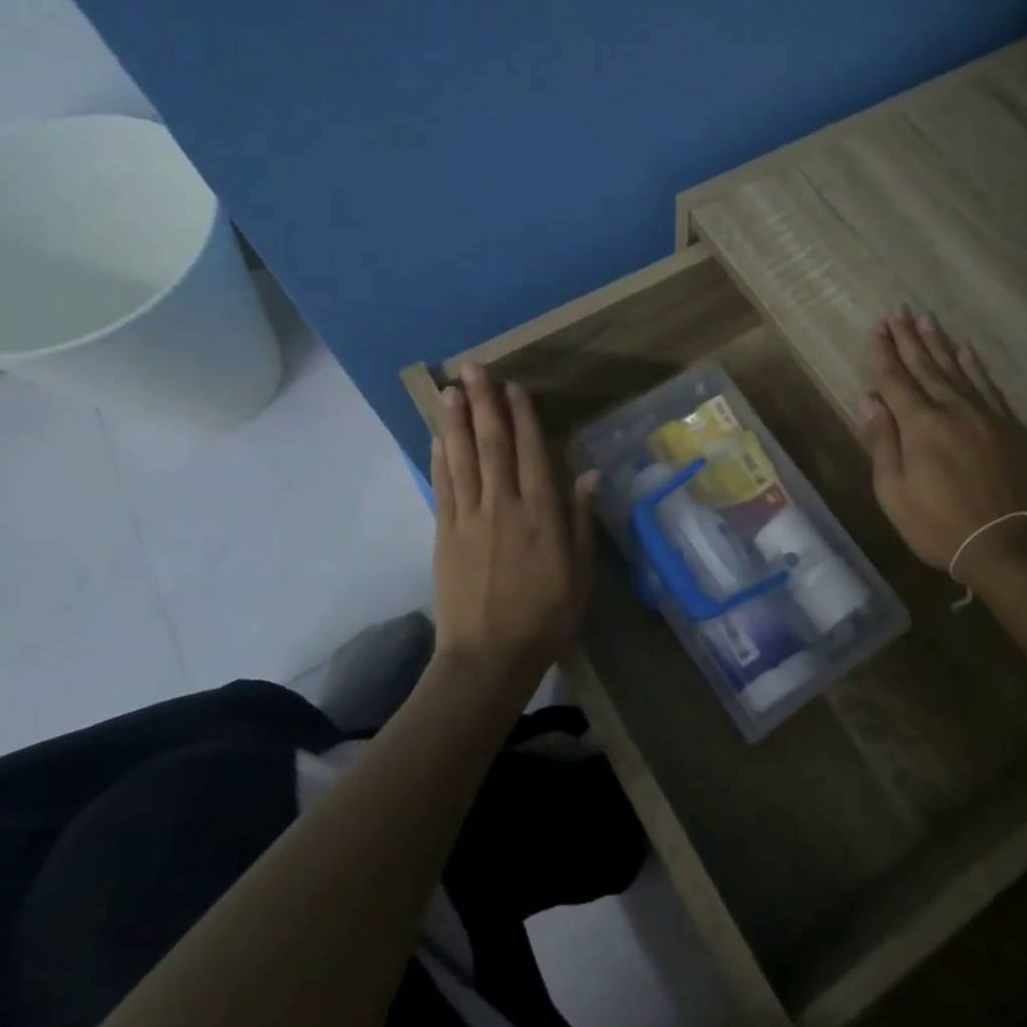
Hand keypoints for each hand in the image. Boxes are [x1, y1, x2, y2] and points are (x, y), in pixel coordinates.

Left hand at [431, 366, 598, 683]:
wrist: (490, 656)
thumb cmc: (546, 617)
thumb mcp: (580, 573)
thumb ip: (580, 520)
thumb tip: (588, 474)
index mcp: (541, 515)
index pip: (531, 453)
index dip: (523, 417)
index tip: (514, 387)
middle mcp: (504, 506)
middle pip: (493, 445)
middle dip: (484, 404)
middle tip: (474, 369)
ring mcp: (469, 518)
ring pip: (463, 459)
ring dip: (457, 422)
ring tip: (451, 390)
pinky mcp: (445, 534)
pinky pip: (442, 487)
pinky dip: (440, 458)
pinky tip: (438, 437)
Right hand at [857, 311, 1026, 575]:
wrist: (1005, 544)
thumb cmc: (937, 524)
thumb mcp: (894, 491)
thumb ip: (882, 442)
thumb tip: (869, 400)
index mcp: (920, 425)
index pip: (894, 379)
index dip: (882, 353)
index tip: (876, 328)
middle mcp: (952, 408)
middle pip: (925, 366)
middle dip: (908, 339)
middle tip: (899, 311)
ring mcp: (984, 414)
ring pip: (956, 369)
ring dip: (939, 343)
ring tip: (927, 320)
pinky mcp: (1007, 426)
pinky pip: (987, 385)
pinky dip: (974, 366)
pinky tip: (966, 351)